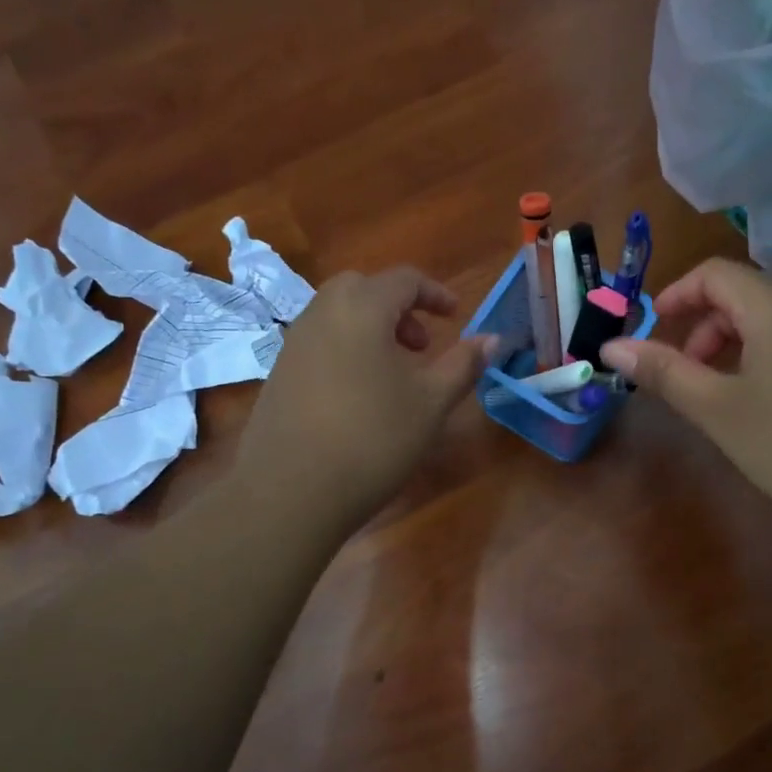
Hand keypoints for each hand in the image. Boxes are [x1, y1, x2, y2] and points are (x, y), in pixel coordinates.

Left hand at [237, 267, 495, 532]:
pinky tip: (360, 397)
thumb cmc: (374, 438)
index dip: (435, 294)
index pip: (403, 280)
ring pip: (338, 315)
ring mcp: (293, 343)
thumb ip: (464, 364)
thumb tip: (493, 339)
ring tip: (395, 374)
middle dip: (399, 308)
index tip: (455, 317)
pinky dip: (347, 349)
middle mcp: (321, 313)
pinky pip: (320, 342)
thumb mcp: (431, 403)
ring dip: (372, 329)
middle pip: (364, 289)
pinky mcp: (278, 373)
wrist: (292, 491)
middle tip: (421, 346)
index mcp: (362, 308)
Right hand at [600, 258, 771, 542]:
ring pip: (766, 319)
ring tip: (711, 394)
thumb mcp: (717, 408)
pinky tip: (752, 404)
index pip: (714, 274)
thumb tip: (612, 346)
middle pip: (740, 294)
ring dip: (726, 345)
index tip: (649, 333)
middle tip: (680, 375)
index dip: (674, 295)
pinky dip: (756, 357)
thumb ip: (664, 372)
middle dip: (699, 326)